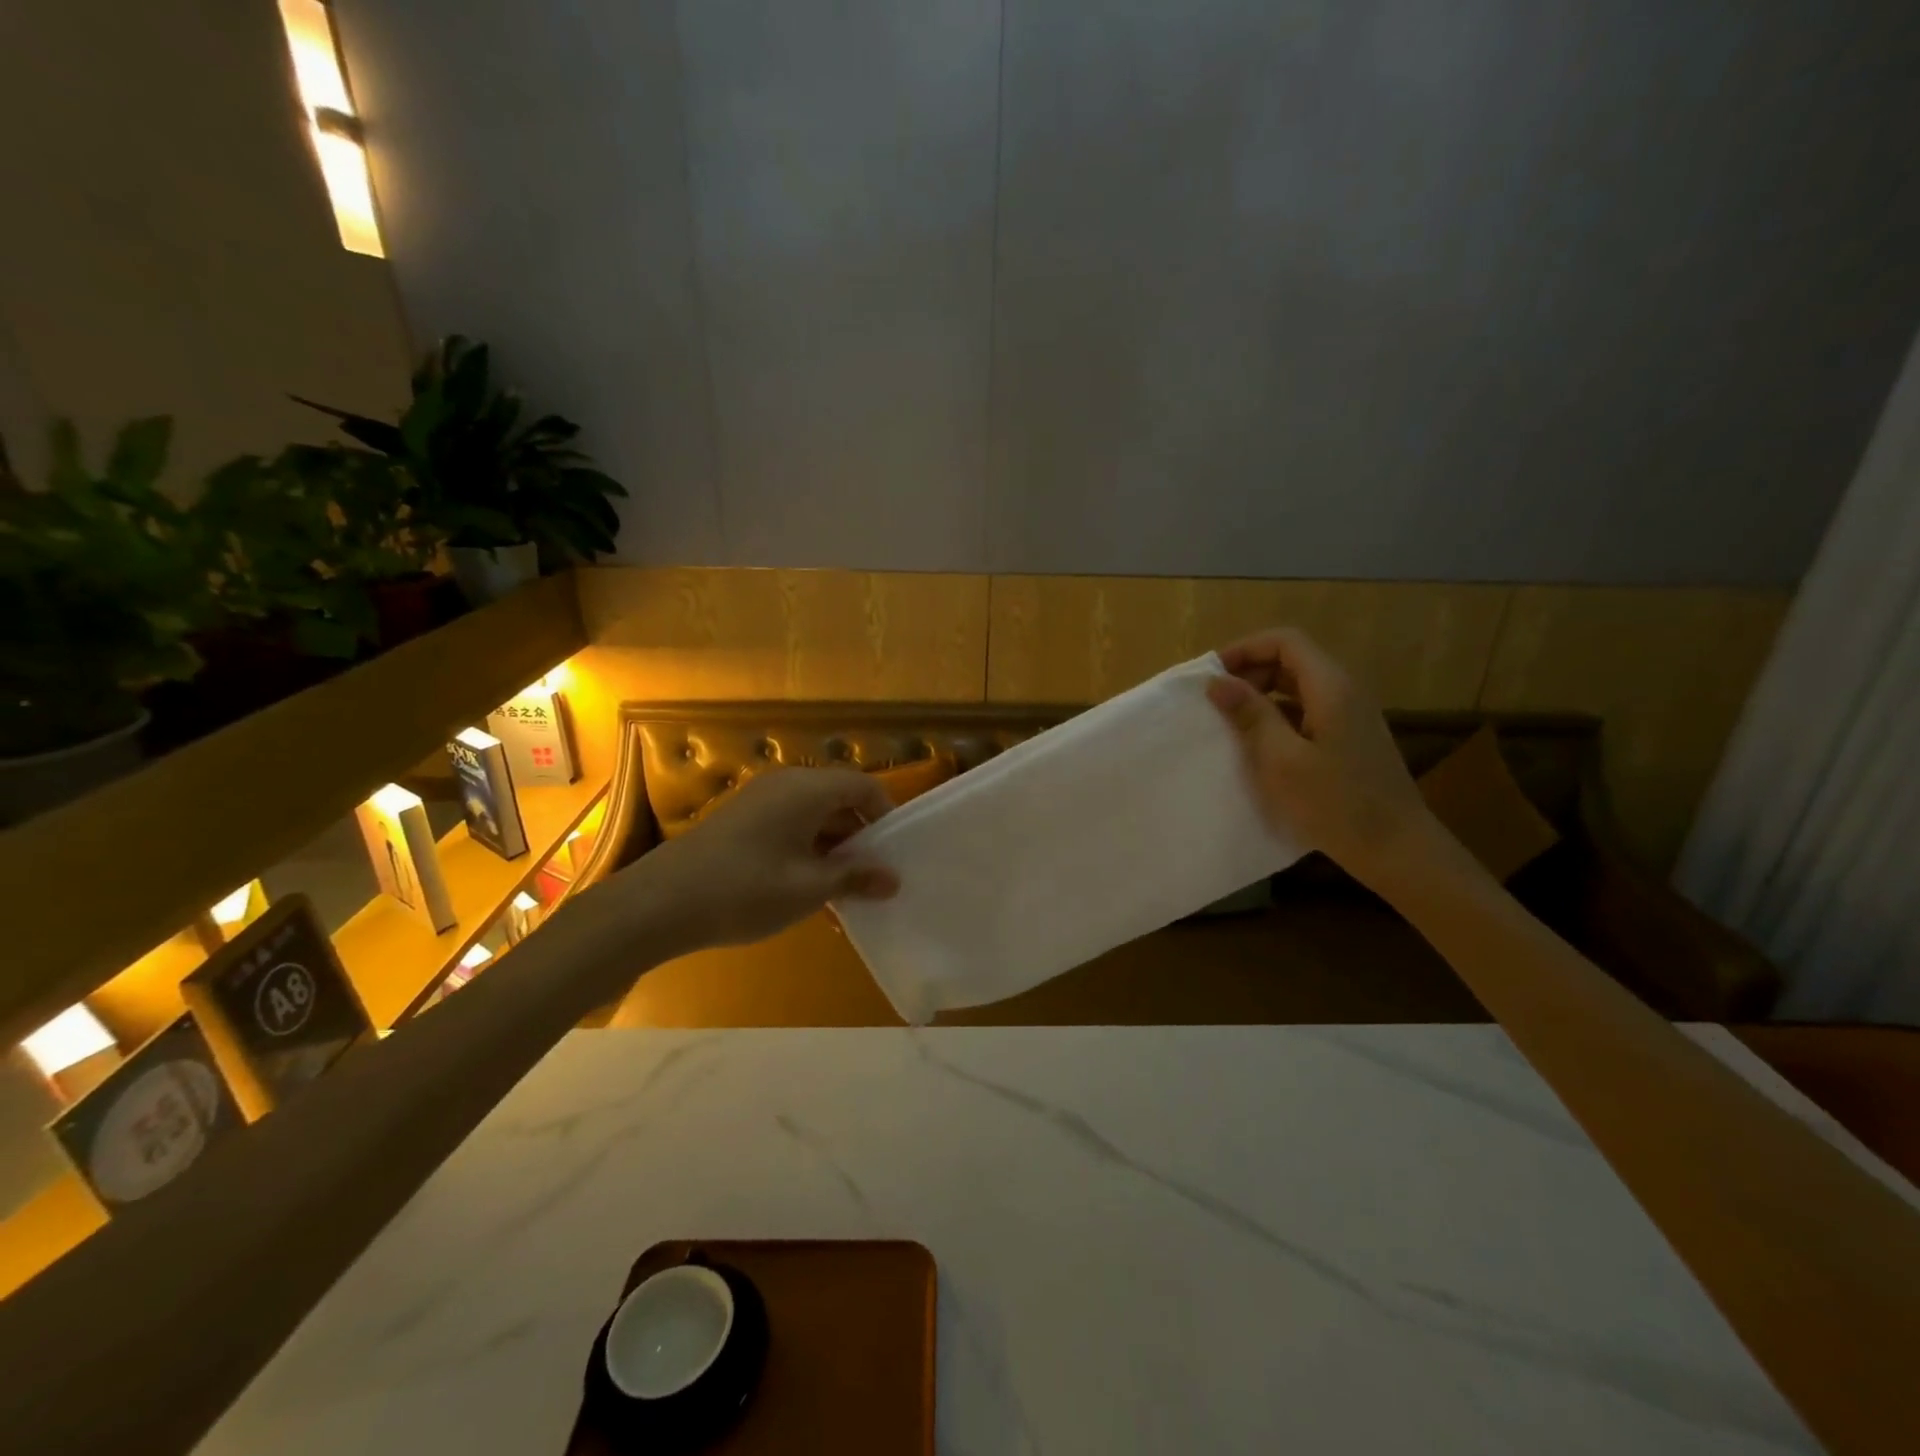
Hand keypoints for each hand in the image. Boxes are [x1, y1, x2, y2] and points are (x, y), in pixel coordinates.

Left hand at [621, 768, 900, 953]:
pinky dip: (807, 850)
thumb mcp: (809, 888)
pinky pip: (789, 825)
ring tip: (843, 892)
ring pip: (814, 816)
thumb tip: (893, 879)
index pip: (864, 786)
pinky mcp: (741, 820)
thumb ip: (855, 877)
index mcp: (807, 789)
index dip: (886, 816)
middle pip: (839, 799)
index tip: (895, 853)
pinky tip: (807, 890)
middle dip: (861, 837)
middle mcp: (785, 784)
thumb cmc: (745, 889)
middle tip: (873, 877)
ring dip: (834, 848)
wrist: (660, 903)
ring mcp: (760, 800)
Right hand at [1207, 627, 1443, 890]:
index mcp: (1331, 687)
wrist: (1396, 849)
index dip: (1245, 649)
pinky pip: (1306, 712)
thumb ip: (1250, 715)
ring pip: (1297, 687)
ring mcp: (1349, 717)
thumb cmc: (1335, 803)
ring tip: (1227, 721)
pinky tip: (1256, 744)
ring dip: (1260, 696)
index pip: (1285, 642)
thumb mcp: (1281, 759)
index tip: (1211, 675)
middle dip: (1249, 672)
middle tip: (1214, 700)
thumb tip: (1218, 682)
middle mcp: (1344, 692)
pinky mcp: (1348, 740)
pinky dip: (1276, 717)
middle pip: (1291, 661)